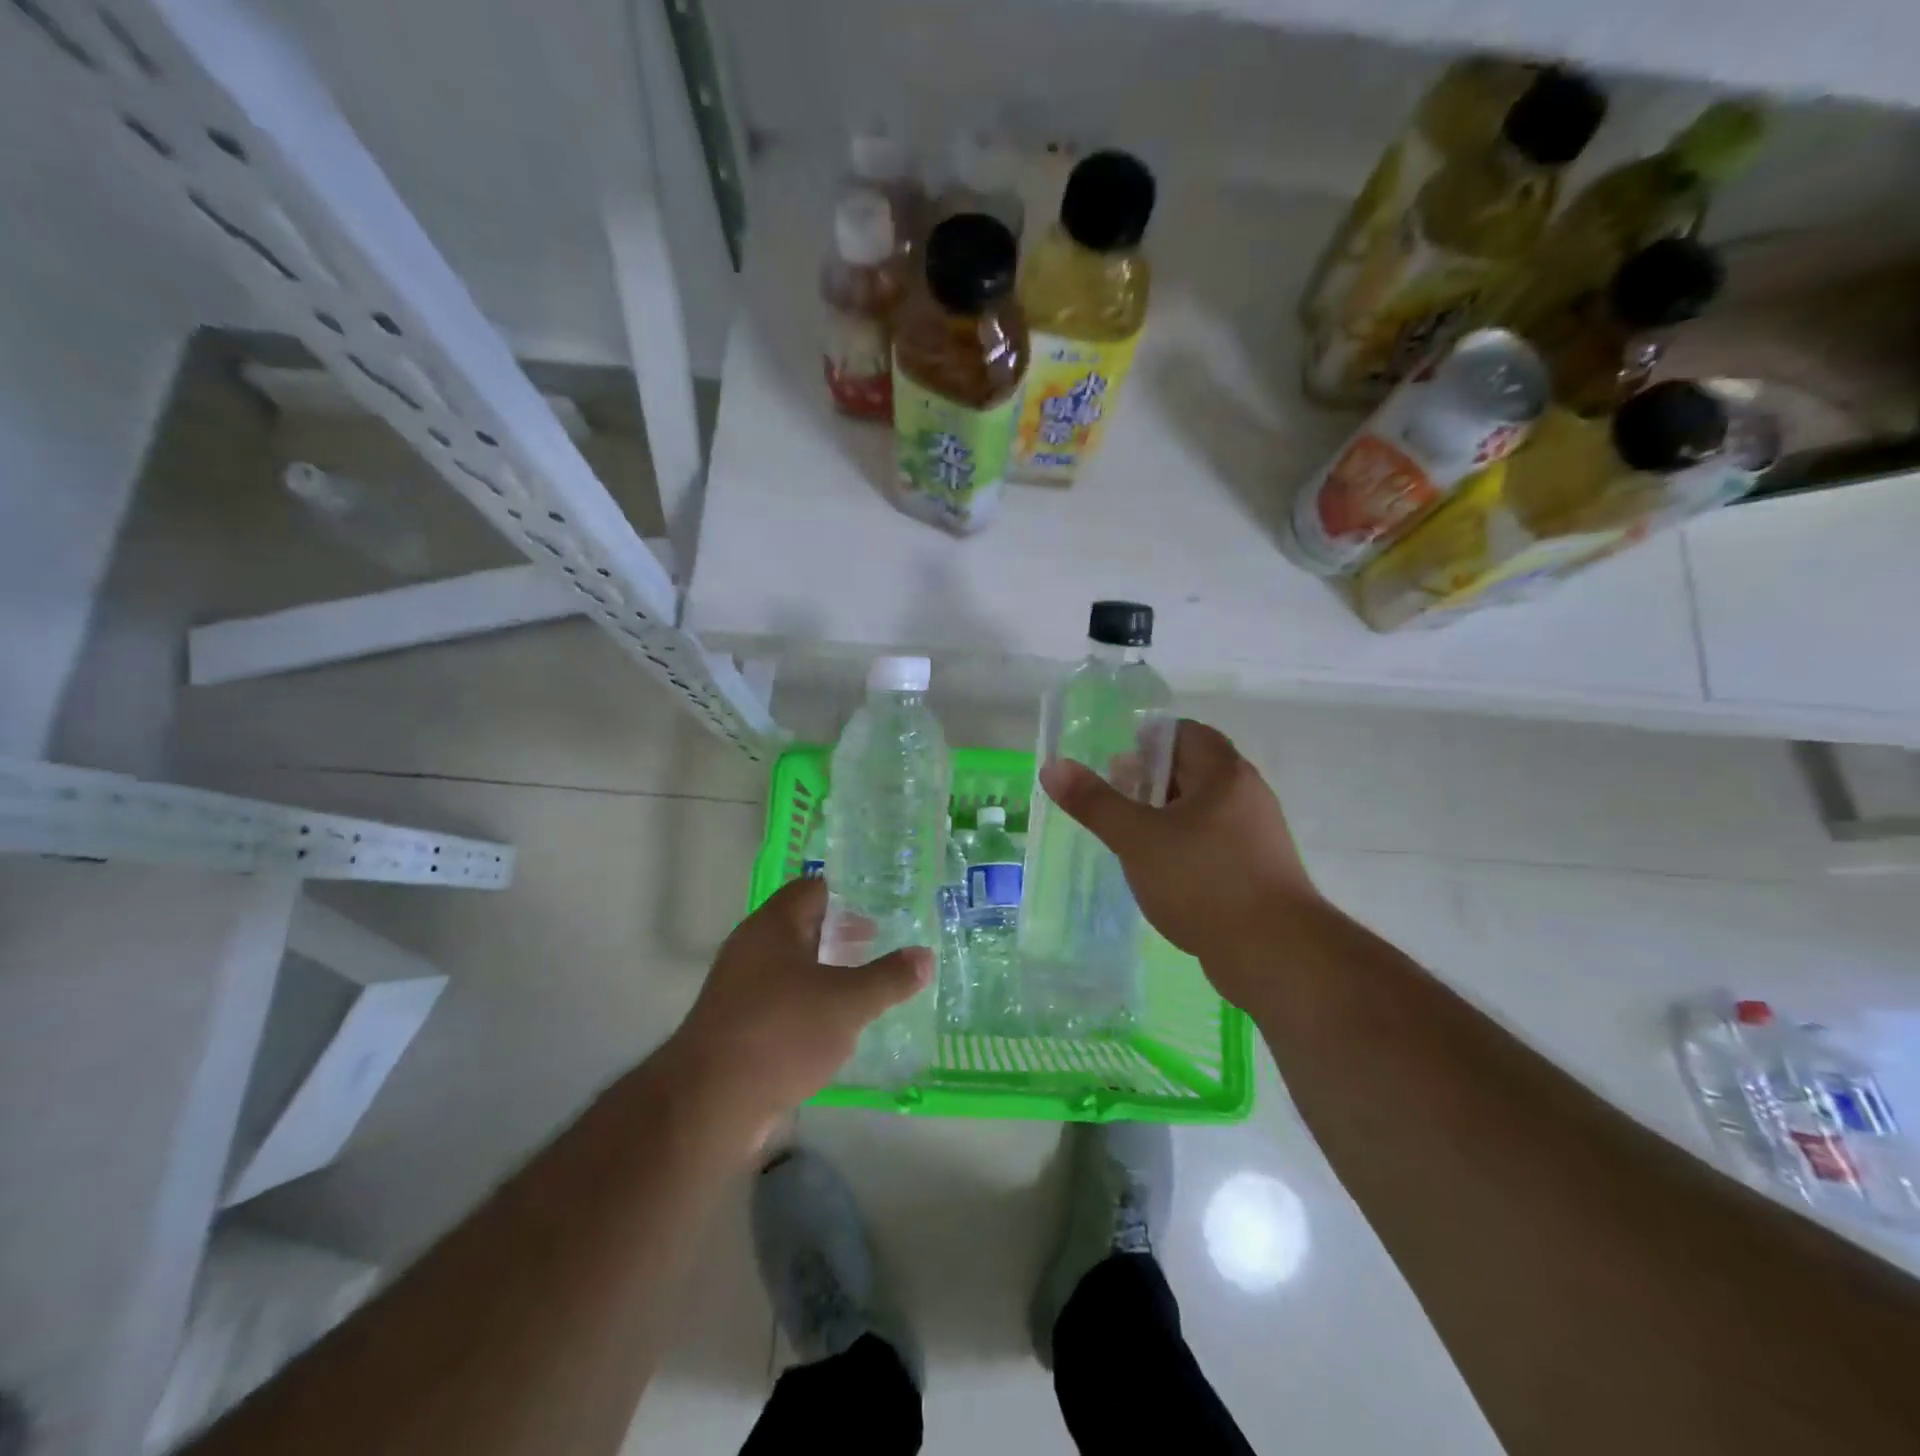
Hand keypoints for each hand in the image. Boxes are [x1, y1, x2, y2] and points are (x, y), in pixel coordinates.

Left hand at [662, 878, 931, 1143]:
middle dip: (839, 937)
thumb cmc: (782, 1033)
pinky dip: (806, 1006)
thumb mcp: (848, 1003)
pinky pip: (778, 1002)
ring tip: (861, 991)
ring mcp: (738, 988)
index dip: (847, 897)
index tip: (880, 914)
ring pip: (790, 967)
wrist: (710, 1102)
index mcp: (774, 925)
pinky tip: (831, 1030)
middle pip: (801, 927)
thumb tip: (925, 956)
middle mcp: (751, 948)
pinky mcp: (734, 1026)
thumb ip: (889, 978)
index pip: (812, 890)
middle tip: (876, 949)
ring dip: (824, 974)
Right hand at [1038, 720, 1319, 1007]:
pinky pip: (1211, 843)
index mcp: (1225, 774)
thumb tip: (1053, 766)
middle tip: (1112, 801)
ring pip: (1200, 811)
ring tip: (1128, 837)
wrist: (1275, 954)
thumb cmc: (1203, 881)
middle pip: (1192, 771)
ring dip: (1163, 817)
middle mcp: (1246, 796)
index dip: (1146, 741)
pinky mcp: (1256, 871)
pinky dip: (1182, 846)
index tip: (1114, 764)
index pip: (1184, 734)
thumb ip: (1095, 802)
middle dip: (1148, 781)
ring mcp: (1255, 836)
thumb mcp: (1137, 838)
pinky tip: (1158, 872)